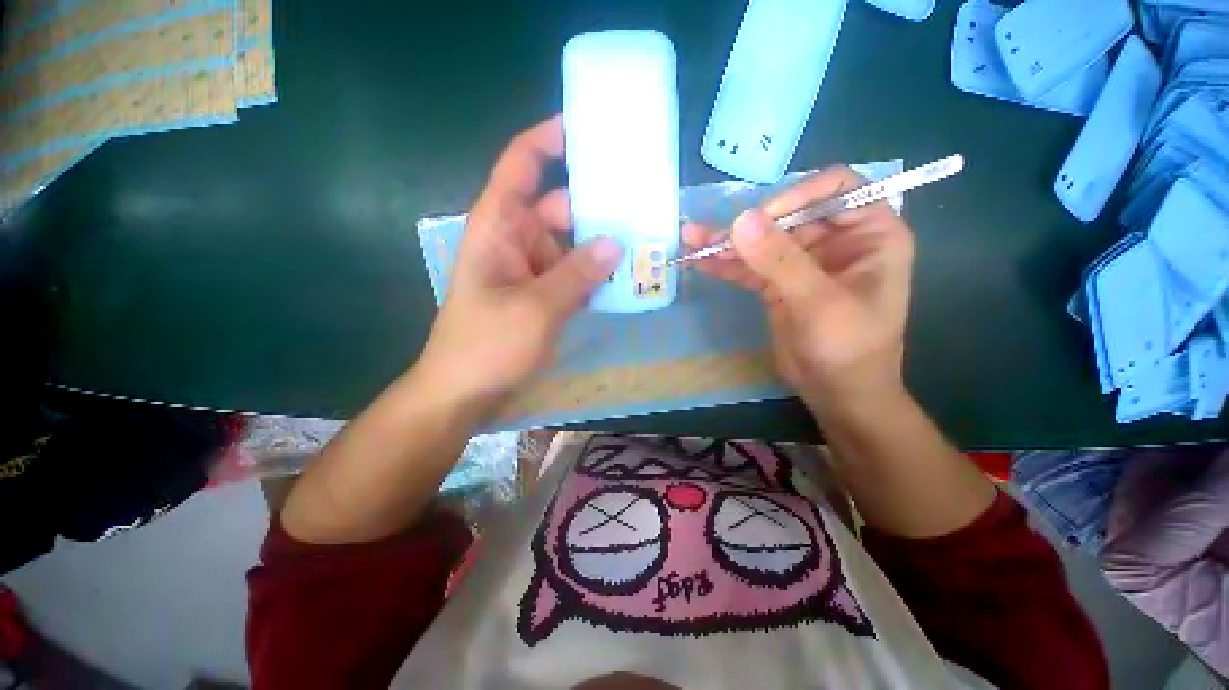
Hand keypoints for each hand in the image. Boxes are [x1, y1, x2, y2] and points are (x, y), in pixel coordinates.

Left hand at [418, 116, 622, 413]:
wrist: (466, 392)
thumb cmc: (488, 346)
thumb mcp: (536, 308)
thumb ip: (578, 274)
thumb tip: (615, 244)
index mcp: (500, 226)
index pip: (523, 165)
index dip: (551, 139)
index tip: (591, 129)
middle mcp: (517, 239)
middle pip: (561, 206)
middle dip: (598, 204)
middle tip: (643, 201)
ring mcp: (533, 269)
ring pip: (573, 244)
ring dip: (603, 244)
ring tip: (646, 239)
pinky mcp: (544, 294)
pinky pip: (575, 273)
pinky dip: (597, 274)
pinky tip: (628, 277)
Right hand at [682, 166, 914, 416]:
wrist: (837, 394)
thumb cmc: (848, 349)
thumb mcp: (818, 303)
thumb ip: (780, 261)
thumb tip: (740, 221)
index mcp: (870, 233)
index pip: (835, 189)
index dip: (797, 195)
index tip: (761, 220)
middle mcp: (837, 241)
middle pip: (789, 216)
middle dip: (751, 225)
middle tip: (714, 236)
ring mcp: (803, 263)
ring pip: (764, 242)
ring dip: (728, 242)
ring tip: (691, 238)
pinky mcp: (778, 284)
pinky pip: (750, 267)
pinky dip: (726, 264)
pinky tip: (699, 259)